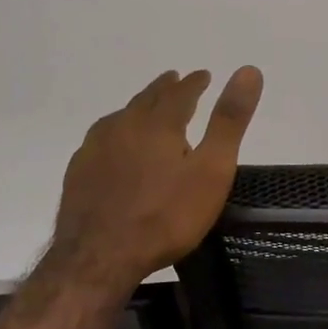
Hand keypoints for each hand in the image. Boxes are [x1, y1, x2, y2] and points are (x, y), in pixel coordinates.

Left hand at [47, 67, 263, 291]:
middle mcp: (124, 126)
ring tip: (146, 106)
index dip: (195, 82)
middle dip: (165, 88)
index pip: (180, 93)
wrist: (98, 258)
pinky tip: (114, 144)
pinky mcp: (78, 173)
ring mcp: (95, 149)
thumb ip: (229, 121)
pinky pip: (100, 139)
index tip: (204, 74)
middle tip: (175, 79)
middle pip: (147, 99)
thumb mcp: (212, 170)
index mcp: (159, 124)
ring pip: (121, 116)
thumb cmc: (166, 216)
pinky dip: (115, 131)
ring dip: (138, 106)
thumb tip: (248, 70)